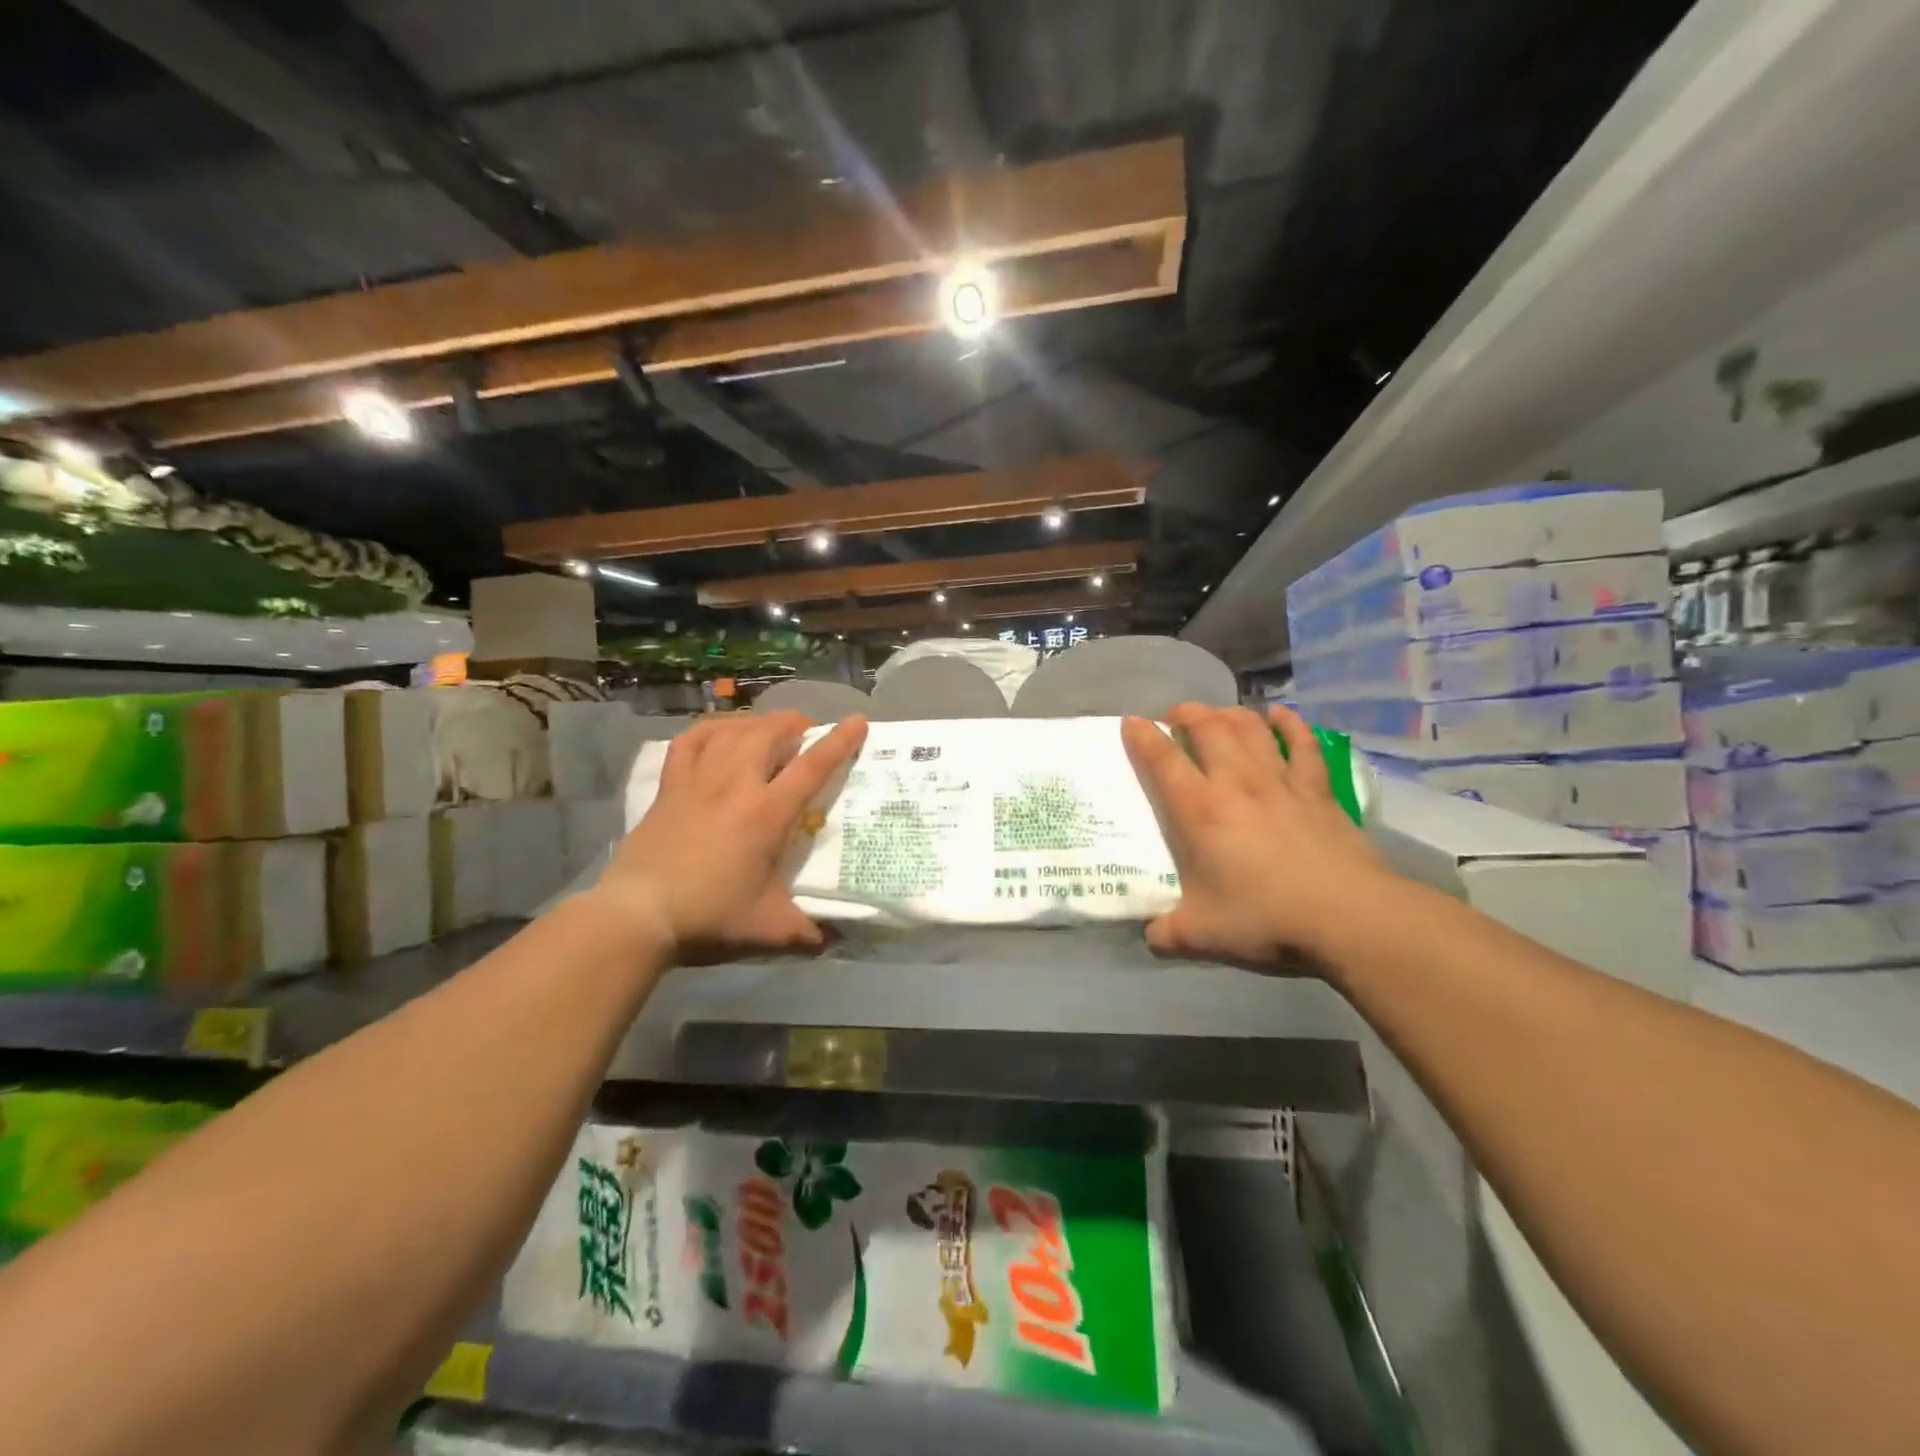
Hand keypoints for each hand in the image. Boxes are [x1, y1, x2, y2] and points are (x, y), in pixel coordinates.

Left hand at [592, 711, 867, 960]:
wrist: (637, 914)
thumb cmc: (708, 917)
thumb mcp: (767, 928)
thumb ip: (805, 932)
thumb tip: (831, 940)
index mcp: (766, 814)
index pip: (811, 767)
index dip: (839, 742)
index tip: (857, 721)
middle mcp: (735, 785)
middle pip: (769, 734)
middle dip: (793, 723)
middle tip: (806, 729)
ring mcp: (698, 781)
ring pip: (732, 732)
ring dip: (758, 722)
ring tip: (770, 726)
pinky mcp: (669, 787)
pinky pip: (690, 742)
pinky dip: (710, 728)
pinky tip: (721, 731)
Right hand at [1121, 703, 1395, 967]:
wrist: (1347, 916)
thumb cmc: (1266, 919)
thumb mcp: (1202, 934)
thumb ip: (1168, 932)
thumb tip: (1150, 936)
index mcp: (1200, 811)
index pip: (1162, 760)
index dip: (1142, 736)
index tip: (1130, 722)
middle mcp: (1236, 783)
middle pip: (1207, 727)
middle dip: (1185, 713)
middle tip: (1174, 718)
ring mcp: (1280, 781)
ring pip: (1249, 727)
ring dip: (1227, 713)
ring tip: (1216, 715)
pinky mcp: (1317, 789)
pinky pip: (1302, 743)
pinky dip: (1288, 723)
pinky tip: (1278, 714)